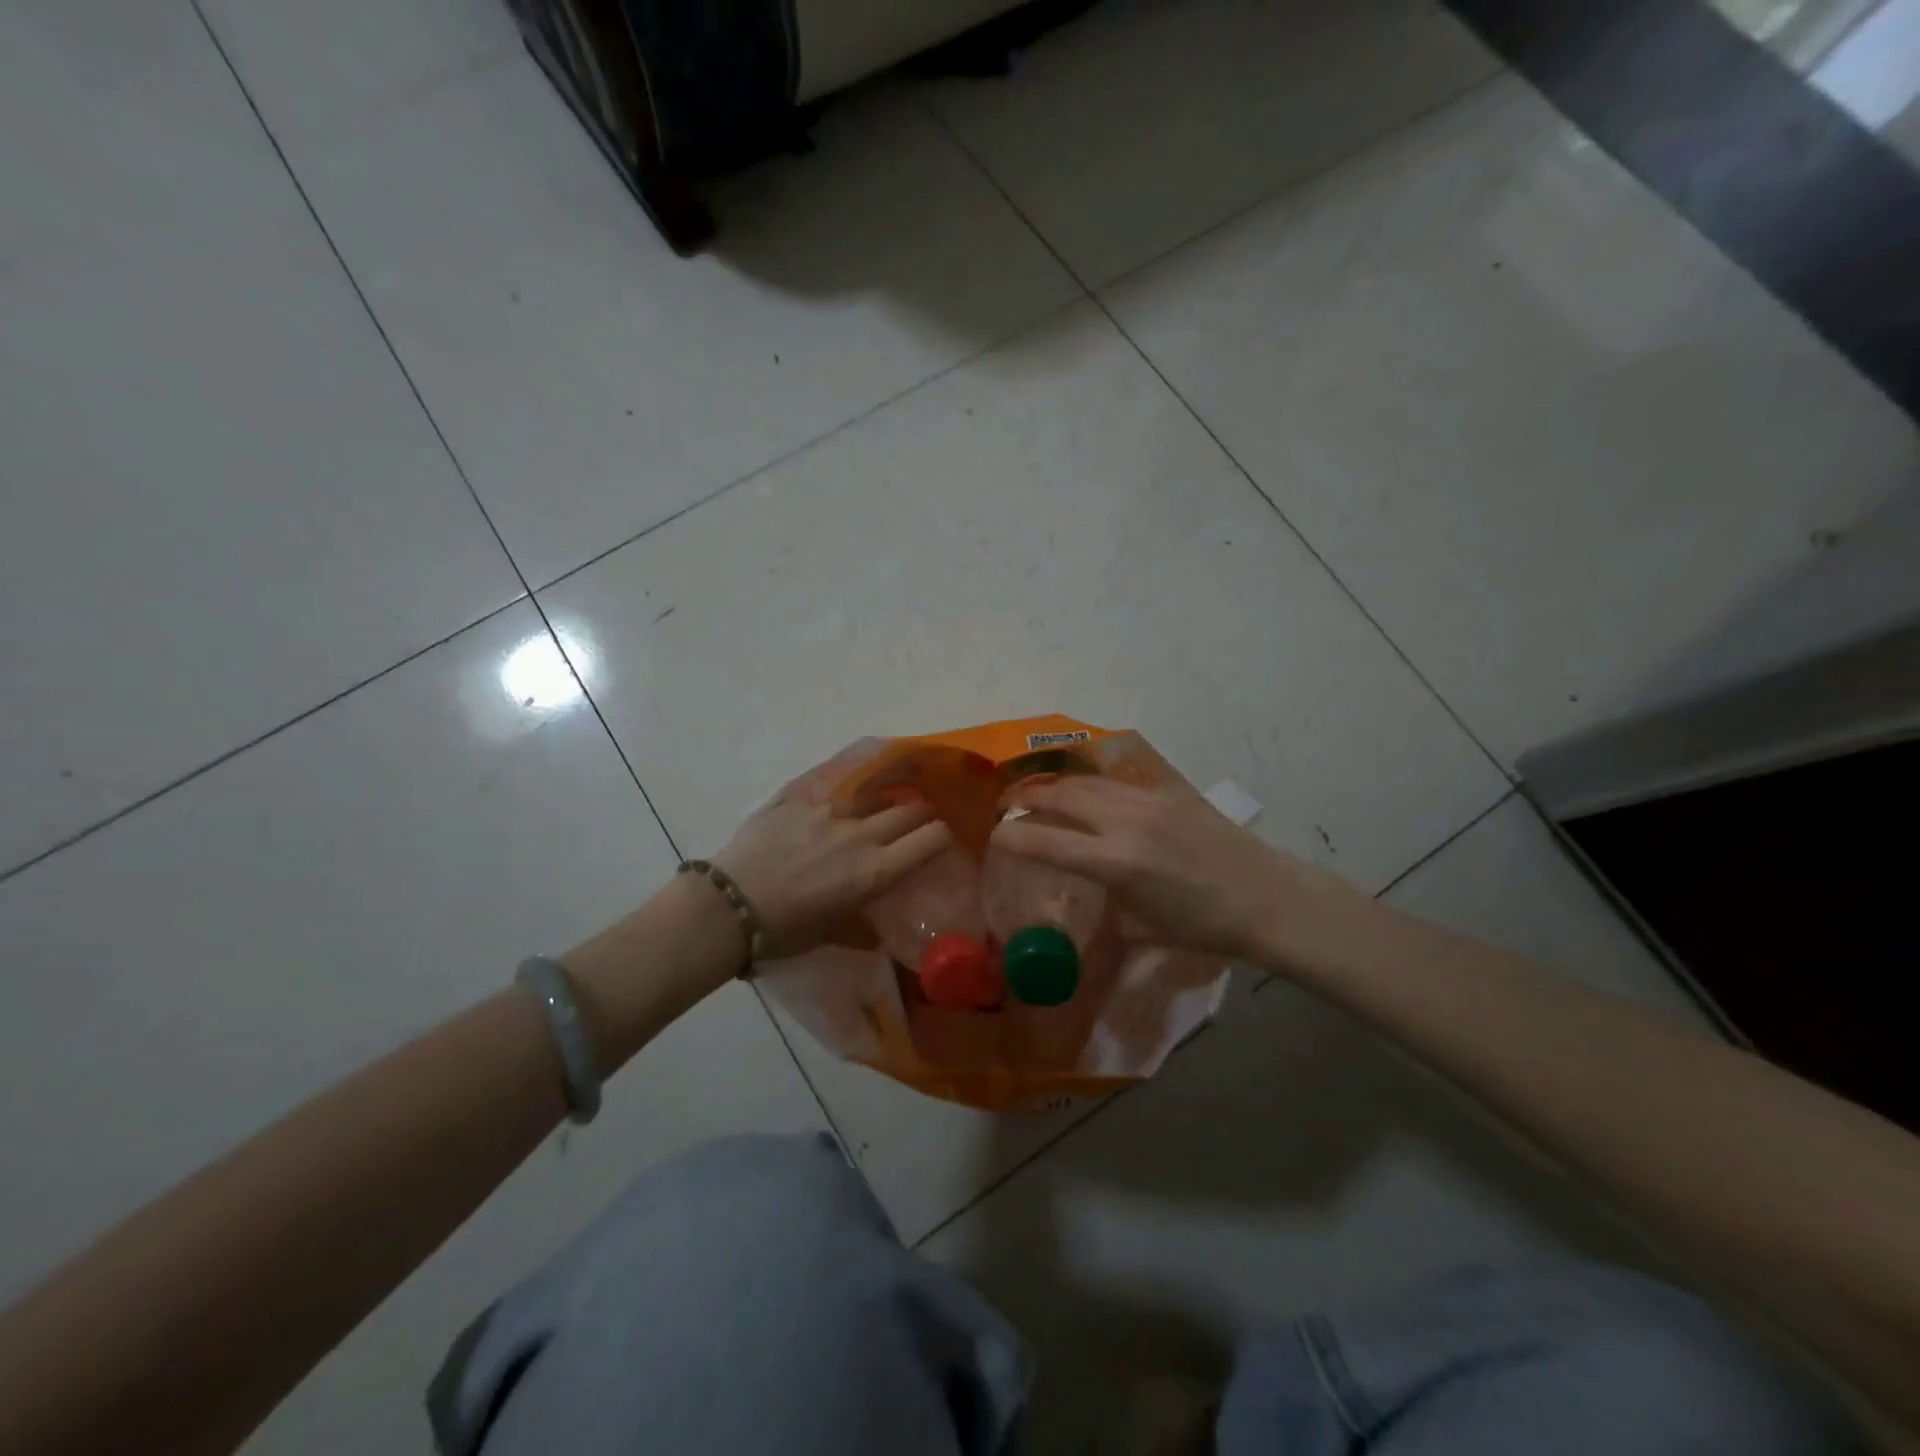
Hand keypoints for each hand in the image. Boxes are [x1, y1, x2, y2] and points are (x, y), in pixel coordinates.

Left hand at [714, 795, 953, 957]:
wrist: (725, 907)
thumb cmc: (782, 931)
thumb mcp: (829, 935)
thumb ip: (860, 930)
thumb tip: (879, 935)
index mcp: (874, 870)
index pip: (930, 839)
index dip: (943, 836)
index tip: (942, 840)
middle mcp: (860, 834)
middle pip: (909, 809)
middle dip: (921, 814)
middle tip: (919, 821)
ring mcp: (827, 812)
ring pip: (870, 799)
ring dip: (879, 807)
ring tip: (872, 815)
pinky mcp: (797, 802)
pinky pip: (829, 797)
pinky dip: (837, 806)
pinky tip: (827, 814)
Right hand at [990, 777, 1362, 963]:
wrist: (1266, 896)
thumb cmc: (1203, 925)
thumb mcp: (1143, 931)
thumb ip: (1102, 919)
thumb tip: (1076, 930)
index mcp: (1116, 863)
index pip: (1045, 841)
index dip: (1011, 837)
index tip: (994, 836)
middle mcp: (1125, 822)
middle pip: (1058, 795)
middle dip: (1025, 797)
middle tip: (1007, 805)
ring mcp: (1147, 800)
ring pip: (1085, 781)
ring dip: (1055, 786)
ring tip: (1038, 794)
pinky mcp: (1167, 790)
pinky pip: (1115, 781)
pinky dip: (1090, 785)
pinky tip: (1085, 793)